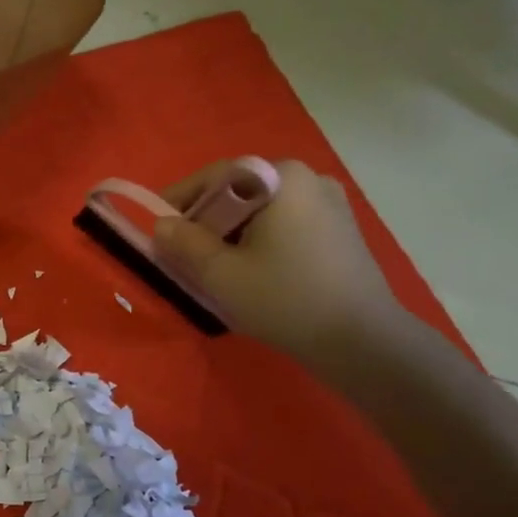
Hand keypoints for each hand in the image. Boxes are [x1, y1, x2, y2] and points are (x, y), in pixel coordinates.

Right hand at [152, 159, 408, 370]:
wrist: (360, 339)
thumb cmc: (285, 299)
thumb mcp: (222, 274)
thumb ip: (184, 244)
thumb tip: (162, 225)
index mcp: (281, 177)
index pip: (216, 177)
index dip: (179, 200)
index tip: (157, 228)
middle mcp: (308, 178)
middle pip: (240, 192)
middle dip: (207, 222)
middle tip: (184, 255)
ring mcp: (330, 202)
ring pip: (262, 211)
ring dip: (232, 234)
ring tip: (217, 269)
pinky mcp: (340, 229)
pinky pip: (285, 225)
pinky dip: (260, 241)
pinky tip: (254, 273)